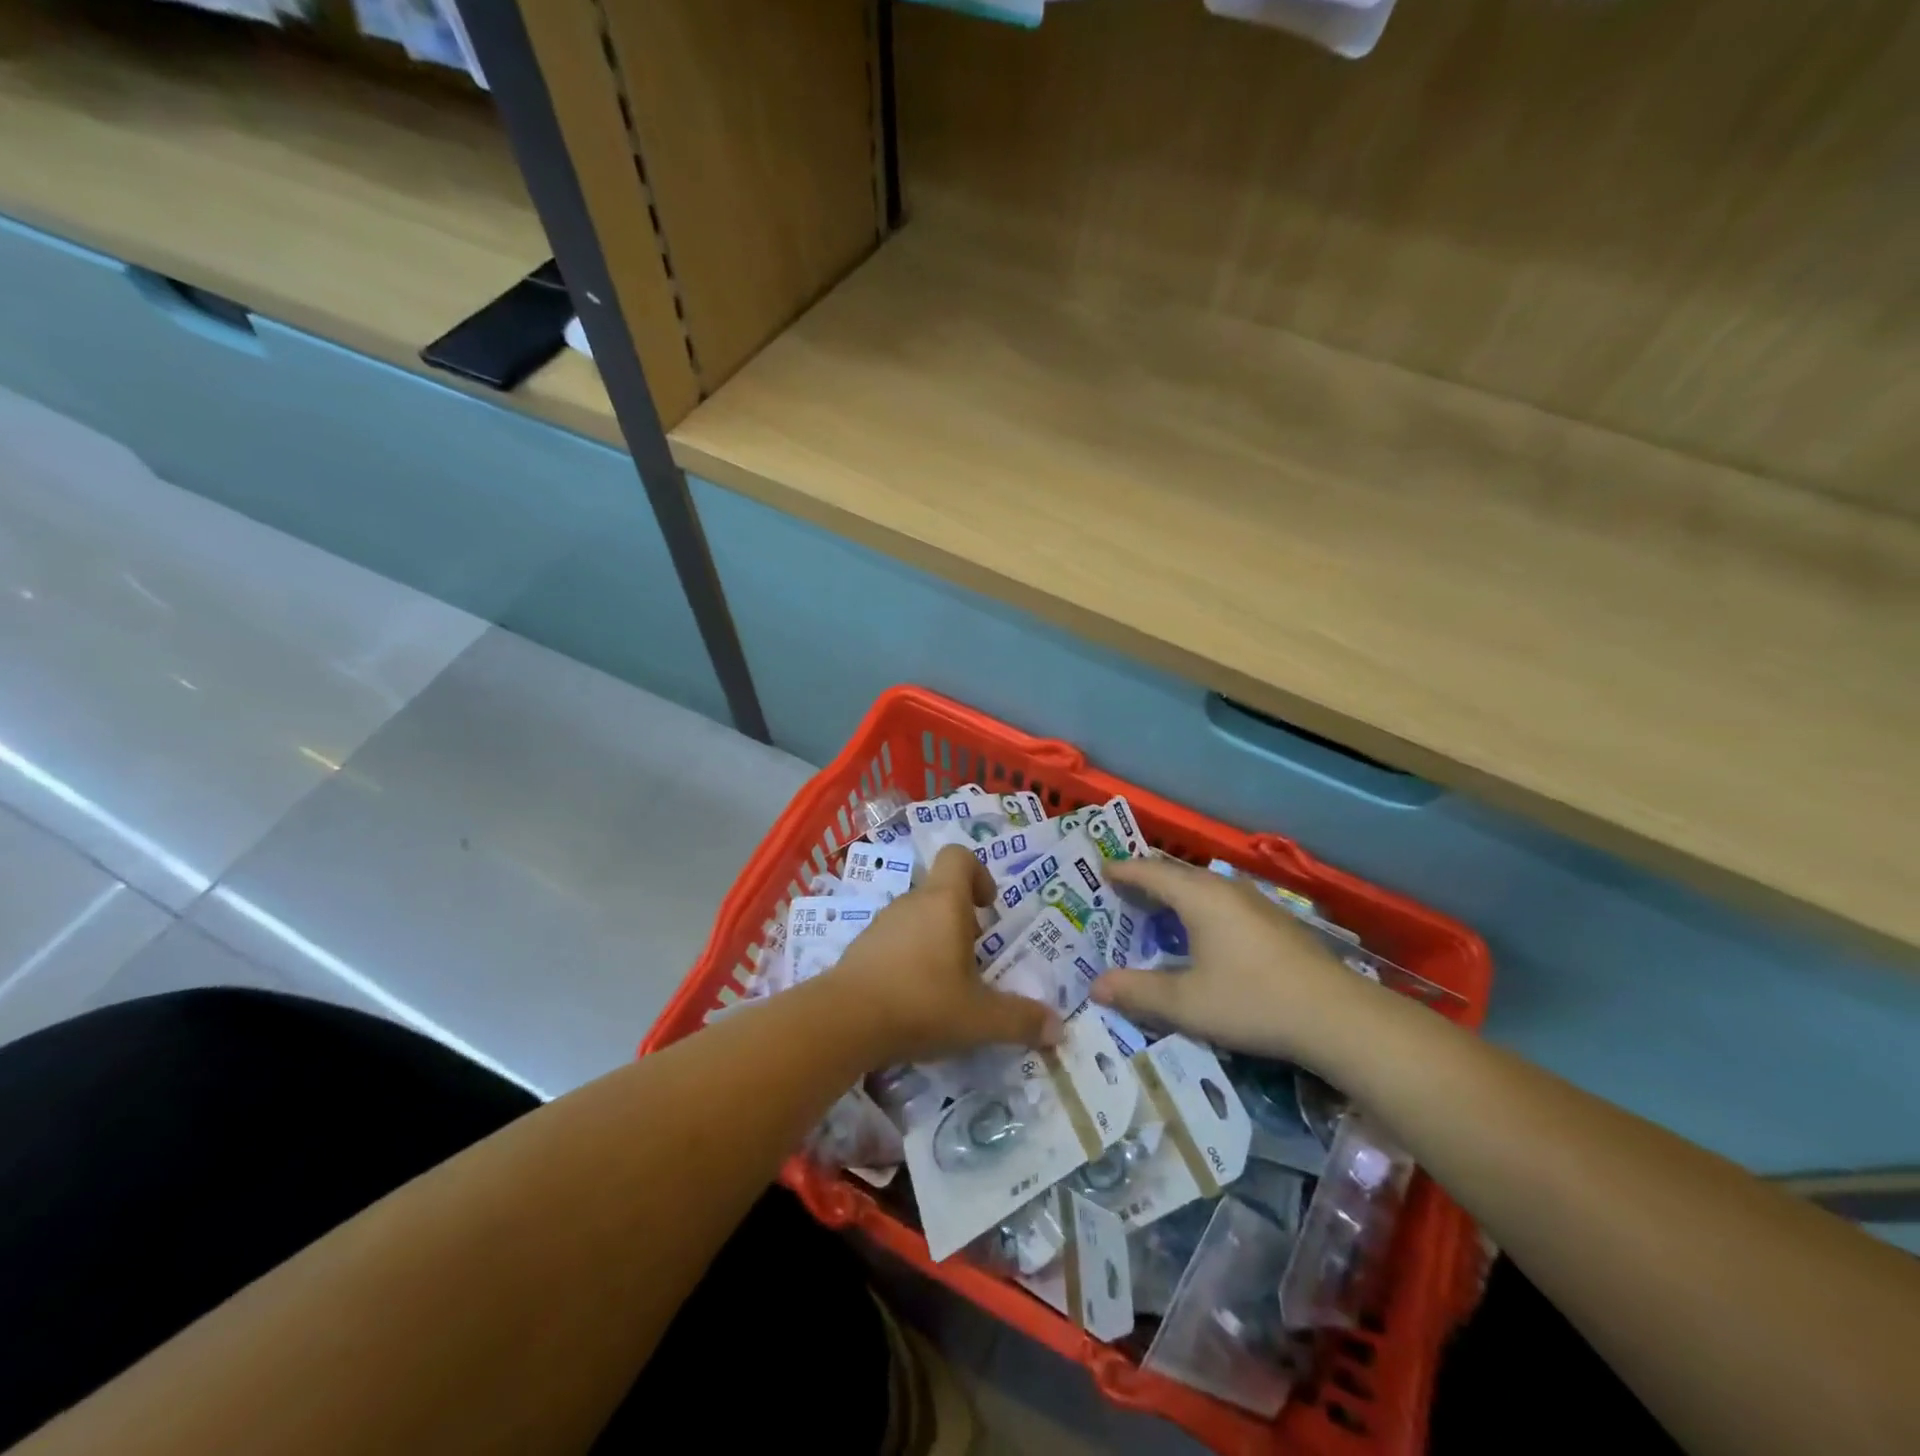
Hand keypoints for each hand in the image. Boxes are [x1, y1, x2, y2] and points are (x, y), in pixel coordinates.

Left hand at [826, 846, 1063, 1065]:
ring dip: (935, 942)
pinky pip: (894, 942)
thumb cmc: (921, 1003)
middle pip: (941, 893)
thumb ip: (1020, 1020)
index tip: (988, 908)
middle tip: (976, 961)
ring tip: (947, 986)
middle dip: (962, 921)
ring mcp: (881, 924)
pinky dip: (908, 960)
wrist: (843, 1021)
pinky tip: (913, 999)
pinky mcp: (860, 948)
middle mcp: (911, 903)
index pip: (959, 856)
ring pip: (917, 919)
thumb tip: (1058, 1028)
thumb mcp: (980, 1018)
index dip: (979, 873)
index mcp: (944, 902)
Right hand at [1092, 857, 1383, 1066]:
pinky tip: (1199, 934)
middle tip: (1118, 893)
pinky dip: (1197, 908)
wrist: (1337, 1017)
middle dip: (1145, 880)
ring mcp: (1254, 902)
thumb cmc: (1252, 1001)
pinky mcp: (1274, 921)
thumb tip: (1095, 986)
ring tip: (1152, 911)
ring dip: (1174, 895)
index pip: (1149, 871)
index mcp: (1198, 896)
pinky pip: (1221, 901)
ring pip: (1202, 887)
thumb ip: (1137, 992)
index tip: (1099, 871)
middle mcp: (1225, 888)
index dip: (1122, 871)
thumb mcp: (1186, 1003)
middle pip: (1176, 874)